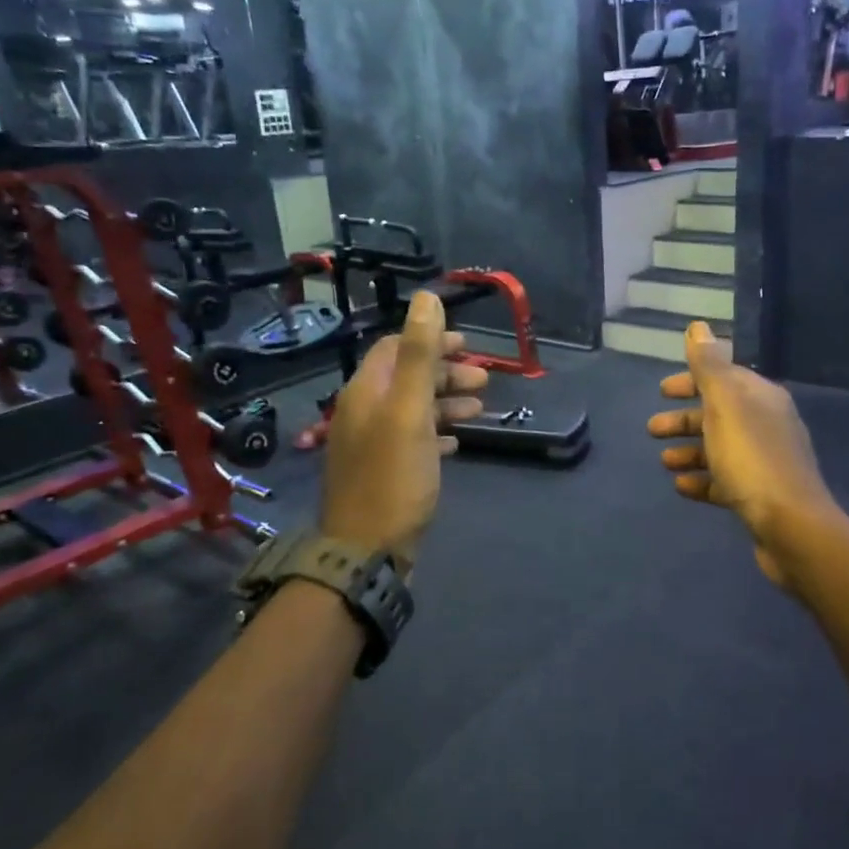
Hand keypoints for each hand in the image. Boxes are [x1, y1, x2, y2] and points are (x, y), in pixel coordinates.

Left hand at [320, 290, 488, 565]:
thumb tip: (426, 298)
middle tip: (484, 380)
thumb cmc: (393, 477)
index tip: (469, 346)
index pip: (395, 347)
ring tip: (480, 411)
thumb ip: (417, 354)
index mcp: (366, 392)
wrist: (366, 551)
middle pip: (406, 378)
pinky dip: (436, 434)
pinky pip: (412, 440)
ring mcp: (372, 444)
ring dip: (446, 403)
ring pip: (412, 410)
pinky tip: (457, 443)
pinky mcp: (383, 472)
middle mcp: (363, 412)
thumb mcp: (409, 411)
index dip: (432, 341)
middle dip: (445, 374)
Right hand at [648, 321, 837, 587]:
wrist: (791, 526)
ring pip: (719, 449)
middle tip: (652, 429)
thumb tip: (698, 327)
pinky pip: (724, 481)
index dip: (692, 381)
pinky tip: (681, 487)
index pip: (724, 378)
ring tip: (664, 462)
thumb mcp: (726, 406)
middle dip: (684, 420)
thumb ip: (709, 366)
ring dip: (689, 451)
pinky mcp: (759, 496)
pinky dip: (701, 480)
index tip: (662, 390)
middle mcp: (767, 425)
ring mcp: (764, 462)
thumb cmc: (752, 460)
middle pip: (719, 415)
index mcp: (762, 398)